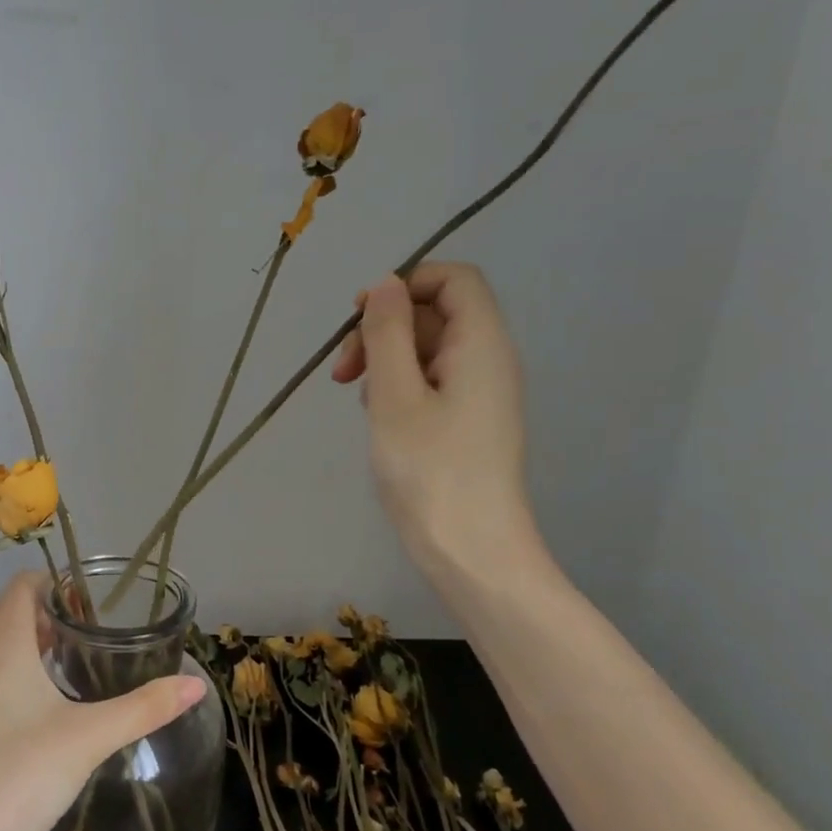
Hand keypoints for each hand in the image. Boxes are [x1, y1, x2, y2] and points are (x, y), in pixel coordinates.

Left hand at [0, 573, 205, 830]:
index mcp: (2, 642)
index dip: (56, 583)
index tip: (92, 602)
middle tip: (86, 630)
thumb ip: (145, 708)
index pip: (23, 584)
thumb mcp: (90, 737)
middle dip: (44, 610)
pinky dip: (6, 663)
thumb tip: (196, 685)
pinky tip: (35, 699)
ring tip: (63, 658)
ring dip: (22, 636)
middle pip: (6, 607)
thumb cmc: (20, 773)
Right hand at [332, 263, 539, 588]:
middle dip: (383, 329)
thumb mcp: (394, 396)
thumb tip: (385, 284)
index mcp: (481, 344)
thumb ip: (387, 334)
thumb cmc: (430, 470)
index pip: (454, 279)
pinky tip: (378, 419)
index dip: (405, 284)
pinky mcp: (467, 422)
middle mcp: (488, 360)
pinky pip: (430, 382)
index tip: (361, 317)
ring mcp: (479, 394)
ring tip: (359, 399)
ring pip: (427, 350)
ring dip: (384, 361)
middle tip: (343, 371)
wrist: (471, 551)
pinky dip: (398, 387)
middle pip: (435, 313)